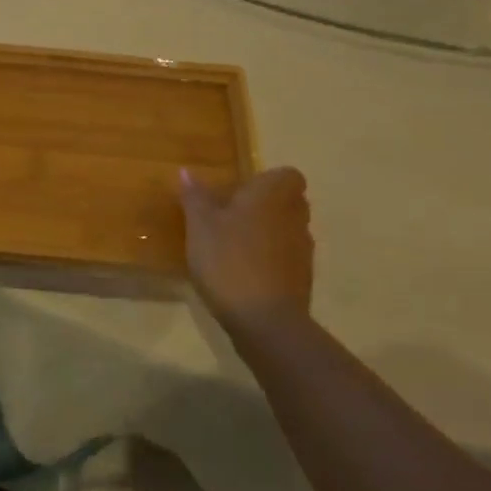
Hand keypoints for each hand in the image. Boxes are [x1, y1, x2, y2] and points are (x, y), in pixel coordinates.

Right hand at [179, 165, 314, 331]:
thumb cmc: (228, 261)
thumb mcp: (199, 227)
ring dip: (266, 233)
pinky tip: (243, 273)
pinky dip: (269, 259)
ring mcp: (303, 249)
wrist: (265, 320)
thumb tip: (187, 171)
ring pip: (287, 229)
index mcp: (272, 196)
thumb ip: (195, 197)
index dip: (265, 180)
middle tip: (229, 217)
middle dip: (264, 206)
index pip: (286, 175)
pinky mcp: (302, 277)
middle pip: (288, 201)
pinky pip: (286, 257)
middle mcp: (294, 216)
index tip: (238, 193)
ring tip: (232, 247)